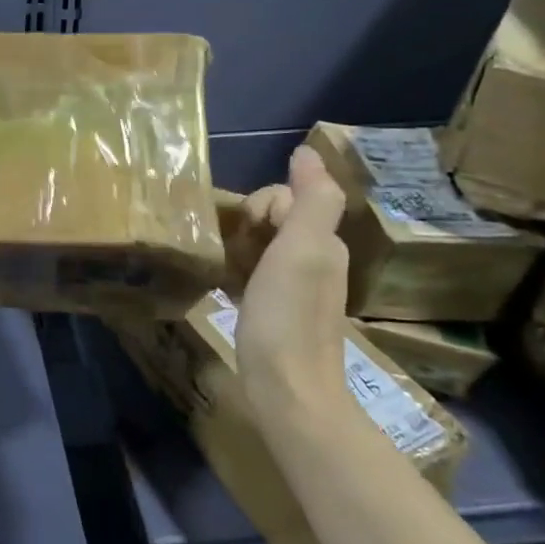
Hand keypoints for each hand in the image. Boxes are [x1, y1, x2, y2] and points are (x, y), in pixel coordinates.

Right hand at [234, 145, 354, 427]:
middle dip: (247, 225)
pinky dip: (236, 269)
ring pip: (261, 243)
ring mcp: (296, 287)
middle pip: (273, 218)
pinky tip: (222, 285)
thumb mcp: (303, 251)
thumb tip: (307, 150)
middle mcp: (315, 259)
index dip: (261, 206)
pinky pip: (254, 271)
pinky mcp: (277, 310)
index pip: (286, 195)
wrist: (288, 393)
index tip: (249, 234)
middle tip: (232, 253)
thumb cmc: (287, 318)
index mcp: (322, 241)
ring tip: (222, 267)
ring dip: (238, 246)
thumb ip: (313, 199)